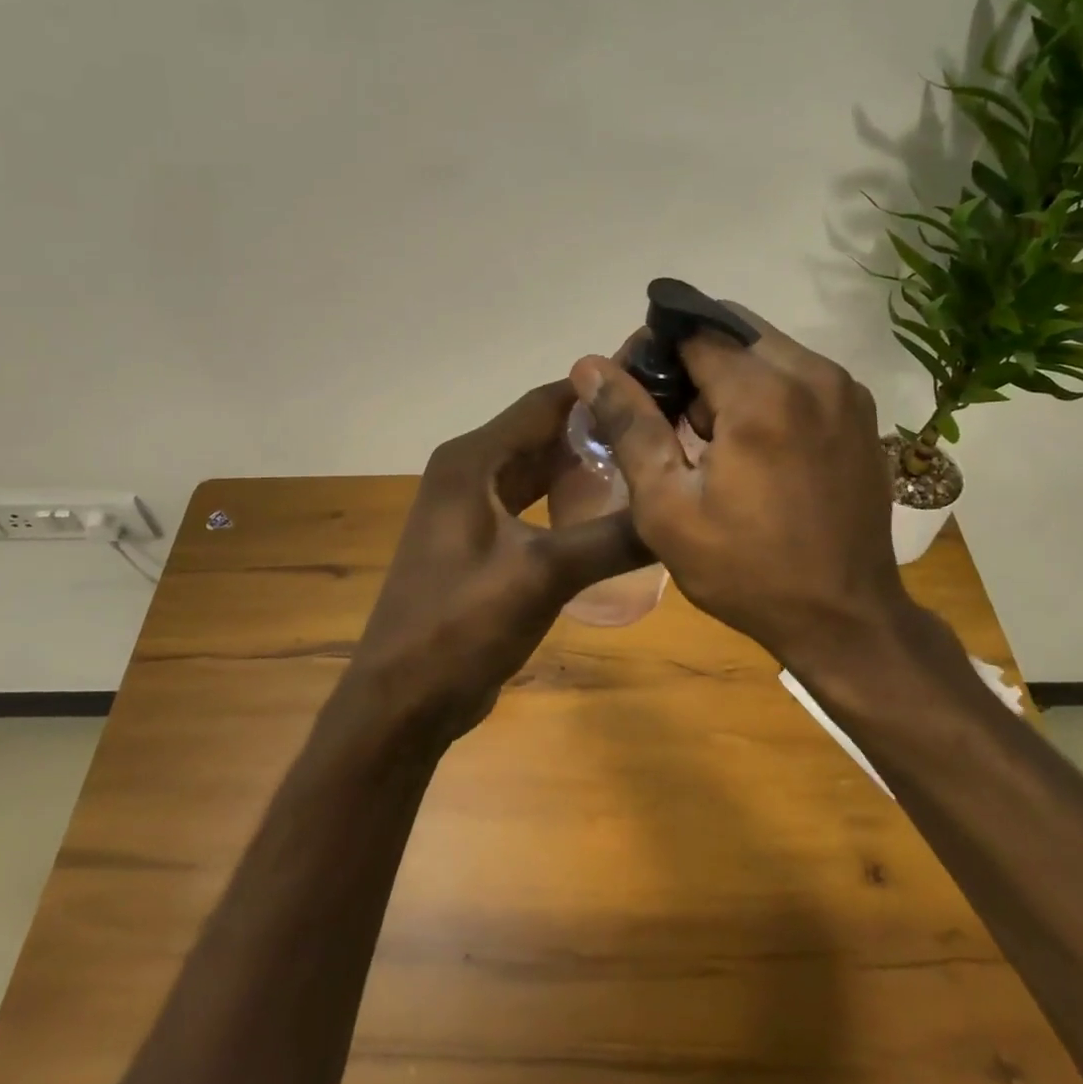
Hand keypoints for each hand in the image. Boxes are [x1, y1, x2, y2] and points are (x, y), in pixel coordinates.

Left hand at [345, 380, 650, 741]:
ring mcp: (471, 507)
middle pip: (542, 433)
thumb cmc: (461, 626)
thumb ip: (611, 538)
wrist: (404, 700)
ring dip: (583, 464)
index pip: (545, 403)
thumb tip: (679, 511)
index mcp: (472, 460)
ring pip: (538, 469)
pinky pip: (531, 503)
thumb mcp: (542, 576)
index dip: (598, 390)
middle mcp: (468, 471)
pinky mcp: (480, 540)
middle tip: (663, 426)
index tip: (655, 384)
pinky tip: (609, 510)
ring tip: (647, 461)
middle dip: (598, 428)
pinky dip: (567, 499)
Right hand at [569, 310, 942, 694]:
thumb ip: (629, 425)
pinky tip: (755, 448)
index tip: (635, 394)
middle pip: (732, 331)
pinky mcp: (861, 412)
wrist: (846, 619)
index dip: (653, 353)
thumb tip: (590, 366)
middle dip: (692, 361)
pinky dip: (766, 392)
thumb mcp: (668, 507)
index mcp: (764, 394)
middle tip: (672, 422)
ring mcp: (846, 391)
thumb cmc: (746, 570)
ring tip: (712, 442)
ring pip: (766, 350)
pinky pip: (799, 375)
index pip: (693, 330)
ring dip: (730, 378)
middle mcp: (814, 374)